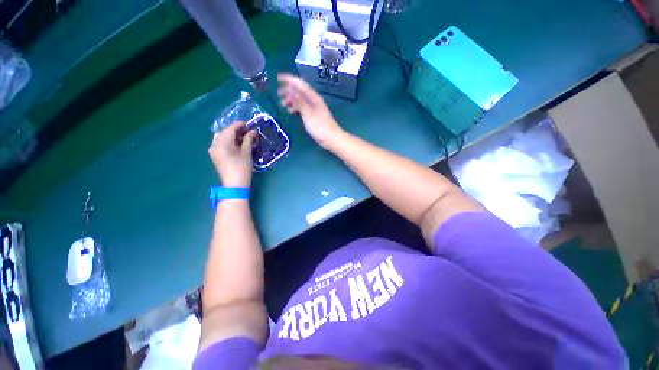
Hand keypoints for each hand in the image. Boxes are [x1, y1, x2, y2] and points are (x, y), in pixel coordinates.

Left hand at [209, 122, 257, 187]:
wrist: (235, 185)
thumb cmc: (242, 168)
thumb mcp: (246, 153)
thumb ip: (248, 140)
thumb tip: (252, 131)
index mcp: (222, 143)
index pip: (230, 129)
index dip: (240, 125)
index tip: (250, 124)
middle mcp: (214, 144)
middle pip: (224, 132)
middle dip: (236, 130)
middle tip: (248, 132)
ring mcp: (214, 150)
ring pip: (222, 137)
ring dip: (232, 135)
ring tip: (244, 138)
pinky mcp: (216, 155)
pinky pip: (221, 143)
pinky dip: (229, 141)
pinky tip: (238, 144)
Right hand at [277, 73, 344, 148]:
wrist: (332, 139)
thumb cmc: (320, 127)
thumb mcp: (308, 114)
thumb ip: (299, 102)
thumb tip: (290, 90)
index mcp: (314, 97)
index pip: (300, 84)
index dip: (289, 79)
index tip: (278, 78)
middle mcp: (314, 100)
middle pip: (299, 91)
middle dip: (288, 90)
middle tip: (278, 94)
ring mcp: (313, 108)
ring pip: (300, 100)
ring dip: (291, 100)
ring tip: (283, 104)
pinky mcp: (313, 116)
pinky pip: (302, 108)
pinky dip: (296, 108)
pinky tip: (291, 112)